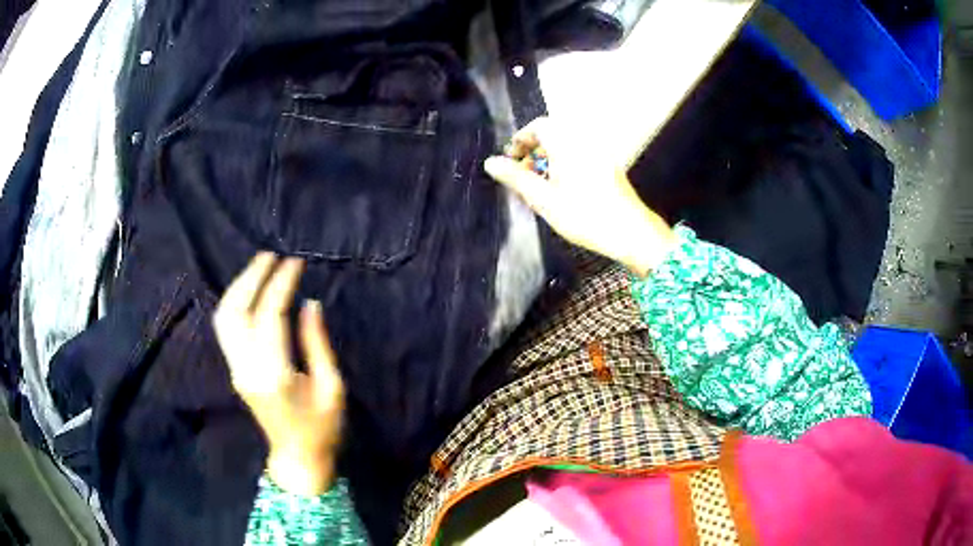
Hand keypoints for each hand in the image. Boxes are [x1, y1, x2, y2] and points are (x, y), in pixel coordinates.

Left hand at [214, 253, 344, 495]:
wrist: (297, 457)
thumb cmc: (322, 428)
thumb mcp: (332, 388)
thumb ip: (316, 343)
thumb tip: (309, 303)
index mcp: (274, 374)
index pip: (270, 316)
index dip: (281, 284)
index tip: (294, 262)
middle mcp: (247, 368)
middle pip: (237, 311)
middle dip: (252, 277)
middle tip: (271, 255)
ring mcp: (237, 370)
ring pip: (225, 318)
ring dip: (239, 287)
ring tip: (259, 266)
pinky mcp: (235, 371)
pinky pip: (227, 328)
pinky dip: (235, 303)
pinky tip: (248, 291)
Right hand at [484, 117, 676, 275]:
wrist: (630, 232)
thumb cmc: (584, 215)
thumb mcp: (543, 199)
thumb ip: (516, 178)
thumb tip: (491, 162)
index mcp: (568, 142)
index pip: (539, 126)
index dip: (521, 139)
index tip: (511, 158)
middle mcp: (585, 140)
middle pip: (554, 134)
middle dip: (534, 150)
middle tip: (523, 174)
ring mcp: (600, 152)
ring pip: (567, 146)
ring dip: (549, 159)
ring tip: (540, 185)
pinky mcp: (609, 166)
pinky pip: (581, 155)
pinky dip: (566, 164)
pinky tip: (562, 189)